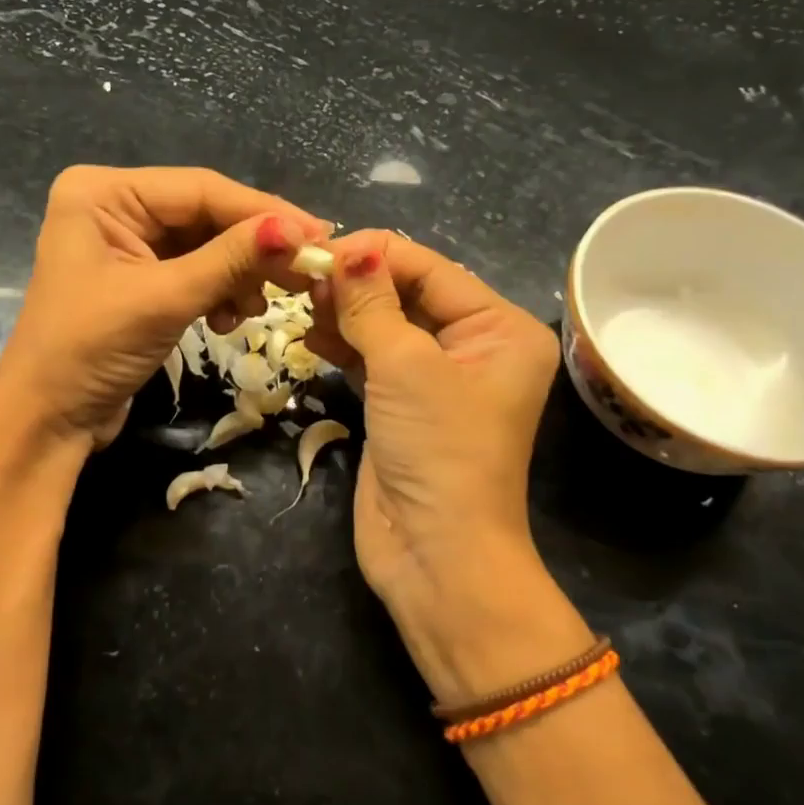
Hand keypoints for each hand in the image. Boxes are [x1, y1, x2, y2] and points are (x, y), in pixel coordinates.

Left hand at [0, 166, 327, 448]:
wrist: (47, 422)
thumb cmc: (90, 350)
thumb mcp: (164, 299)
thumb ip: (232, 259)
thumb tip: (299, 230)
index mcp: (103, 192)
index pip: (200, 188)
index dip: (262, 211)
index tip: (318, 233)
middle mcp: (115, 207)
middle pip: (206, 214)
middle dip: (253, 247)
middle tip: (304, 270)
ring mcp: (128, 244)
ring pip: (206, 244)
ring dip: (238, 274)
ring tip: (258, 307)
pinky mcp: (141, 278)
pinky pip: (196, 270)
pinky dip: (220, 292)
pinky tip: (232, 319)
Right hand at [309, 231, 587, 700]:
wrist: (435, 555)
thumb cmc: (437, 449)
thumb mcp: (405, 366)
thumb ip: (372, 304)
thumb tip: (346, 249)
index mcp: (499, 329)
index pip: (433, 269)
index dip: (376, 255)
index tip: (319, 250)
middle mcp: (475, 346)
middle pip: (409, 294)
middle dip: (358, 284)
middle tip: (304, 278)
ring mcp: (437, 378)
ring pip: (386, 324)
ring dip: (346, 312)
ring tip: (304, 304)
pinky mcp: (403, 405)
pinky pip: (373, 357)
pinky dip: (344, 343)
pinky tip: (312, 334)